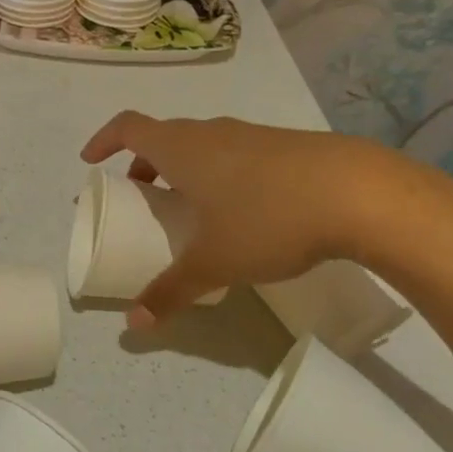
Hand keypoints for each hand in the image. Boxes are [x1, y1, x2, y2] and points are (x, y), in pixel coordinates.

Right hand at [80, 112, 432, 325]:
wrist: (361, 194)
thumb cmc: (267, 219)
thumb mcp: (213, 262)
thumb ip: (170, 291)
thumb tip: (133, 325)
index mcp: (182, 148)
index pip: (128, 127)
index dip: (104, 140)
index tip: (91, 162)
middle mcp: (211, 132)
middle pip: (164, 137)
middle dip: (144, 165)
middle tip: (141, 197)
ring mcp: (251, 135)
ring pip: (203, 145)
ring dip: (184, 169)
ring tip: (189, 208)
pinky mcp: (285, 147)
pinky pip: (234, 153)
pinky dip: (219, 173)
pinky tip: (240, 211)